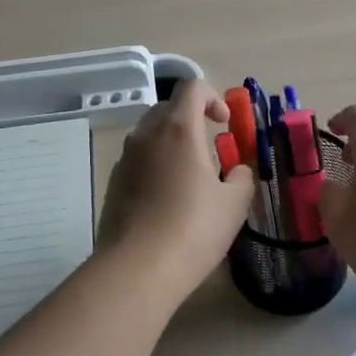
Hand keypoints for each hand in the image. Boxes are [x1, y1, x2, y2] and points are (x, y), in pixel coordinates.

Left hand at [98, 81, 254, 288]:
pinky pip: (138, 159)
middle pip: (168, 107)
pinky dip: (155, 164)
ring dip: (172, 142)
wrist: (138, 268)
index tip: (224, 124)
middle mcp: (146, 135)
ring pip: (150, 134)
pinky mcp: (113, 182)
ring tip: (189, 177)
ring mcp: (125, 158)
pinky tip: (166, 199)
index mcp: (178, 129)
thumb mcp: (234, 204)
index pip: (192, 87)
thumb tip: (238, 169)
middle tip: (210, 150)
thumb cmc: (194, 229)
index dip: (212, 97)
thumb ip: (242, 176)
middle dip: (191, 119)